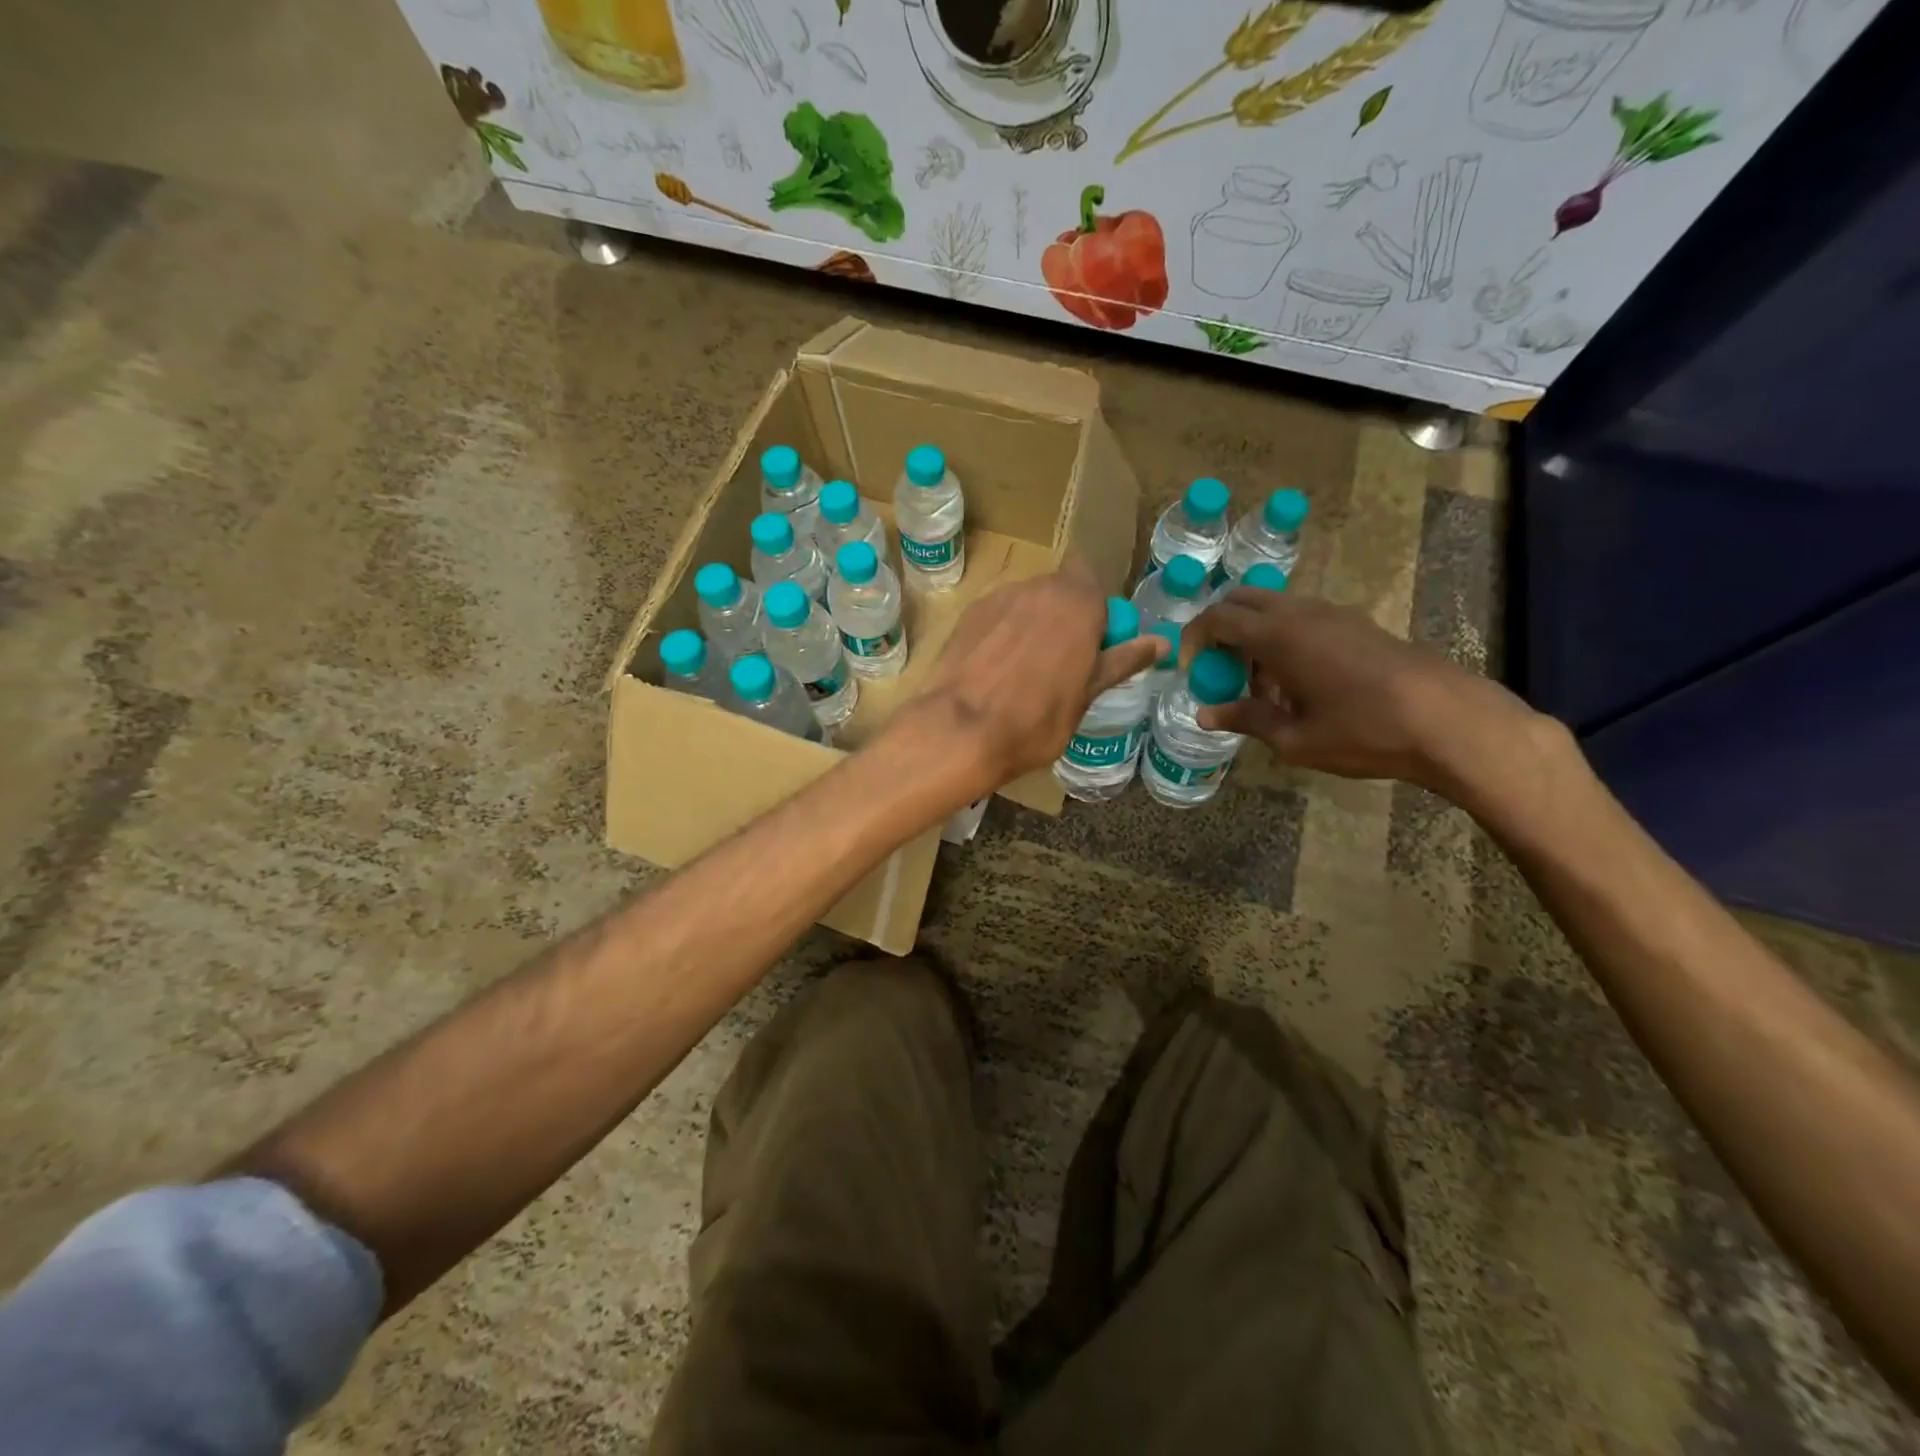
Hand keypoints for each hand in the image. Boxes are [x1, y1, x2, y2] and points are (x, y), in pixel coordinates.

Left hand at [904, 560, 1164, 795]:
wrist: (959, 730)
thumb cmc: (1035, 720)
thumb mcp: (1087, 696)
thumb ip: (1121, 661)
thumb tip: (1162, 642)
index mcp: (1079, 602)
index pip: (1096, 590)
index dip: (1096, 617)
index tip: (1092, 652)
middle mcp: (1040, 587)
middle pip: (1062, 592)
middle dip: (1065, 618)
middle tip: (1061, 664)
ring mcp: (1000, 596)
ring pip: (1028, 602)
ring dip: (1033, 624)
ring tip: (1023, 670)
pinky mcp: (969, 613)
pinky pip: (999, 615)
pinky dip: (1003, 633)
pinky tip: (994, 669)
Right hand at [1180, 589, 1546, 795]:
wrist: (1448, 721)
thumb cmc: (1363, 731)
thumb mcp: (1293, 738)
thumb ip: (1245, 719)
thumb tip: (1204, 715)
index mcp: (1278, 636)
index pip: (1216, 618)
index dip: (1192, 640)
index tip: (1188, 671)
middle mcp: (1301, 613)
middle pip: (1242, 600)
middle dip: (1219, 630)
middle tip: (1218, 670)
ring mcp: (1332, 614)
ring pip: (1273, 608)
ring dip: (1253, 636)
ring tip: (1260, 686)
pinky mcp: (1356, 624)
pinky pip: (1302, 618)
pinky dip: (1283, 639)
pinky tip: (1297, 684)